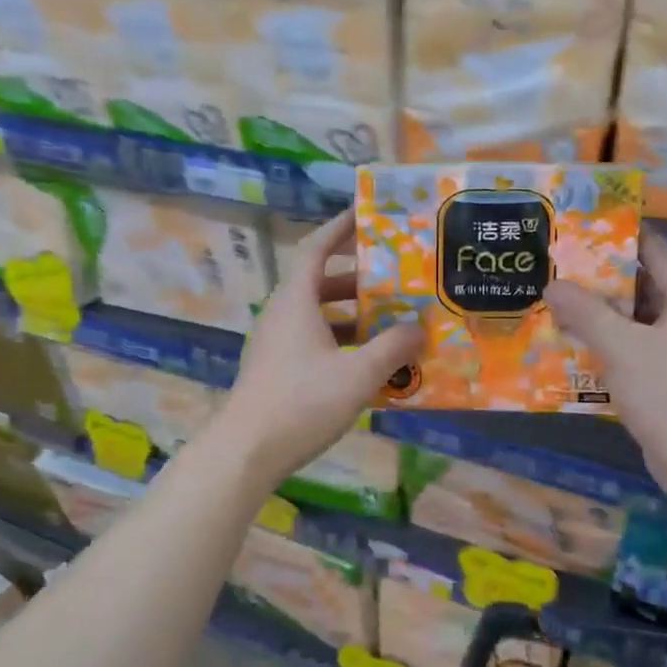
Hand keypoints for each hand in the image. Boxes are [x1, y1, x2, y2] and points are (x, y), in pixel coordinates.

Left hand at [216, 211, 422, 487]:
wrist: (246, 450)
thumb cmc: (302, 402)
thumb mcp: (358, 374)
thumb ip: (393, 348)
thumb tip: (419, 328)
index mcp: (295, 300)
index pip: (316, 248)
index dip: (340, 228)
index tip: (367, 215)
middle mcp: (282, 314)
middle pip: (320, 282)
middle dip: (358, 279)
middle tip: (396, 279)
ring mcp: (277, 343)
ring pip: (318, 315)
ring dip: (352, 315)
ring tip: (391, 321)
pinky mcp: (278, 369)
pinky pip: (314, 342)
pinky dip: (342, 342)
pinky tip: (370, 363)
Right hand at [545, 230, 666, 496]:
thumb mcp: (621, 348)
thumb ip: (586, 312)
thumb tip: (553, 284)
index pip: (656, 252)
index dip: (620, 237)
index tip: (582, 228)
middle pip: (646, 286)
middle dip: (602, 279)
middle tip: (560, 268)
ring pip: (640, 320)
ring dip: (604, 314)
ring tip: (560, 302)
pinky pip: (640, 348)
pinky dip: (612, 343)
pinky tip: (578, 346)